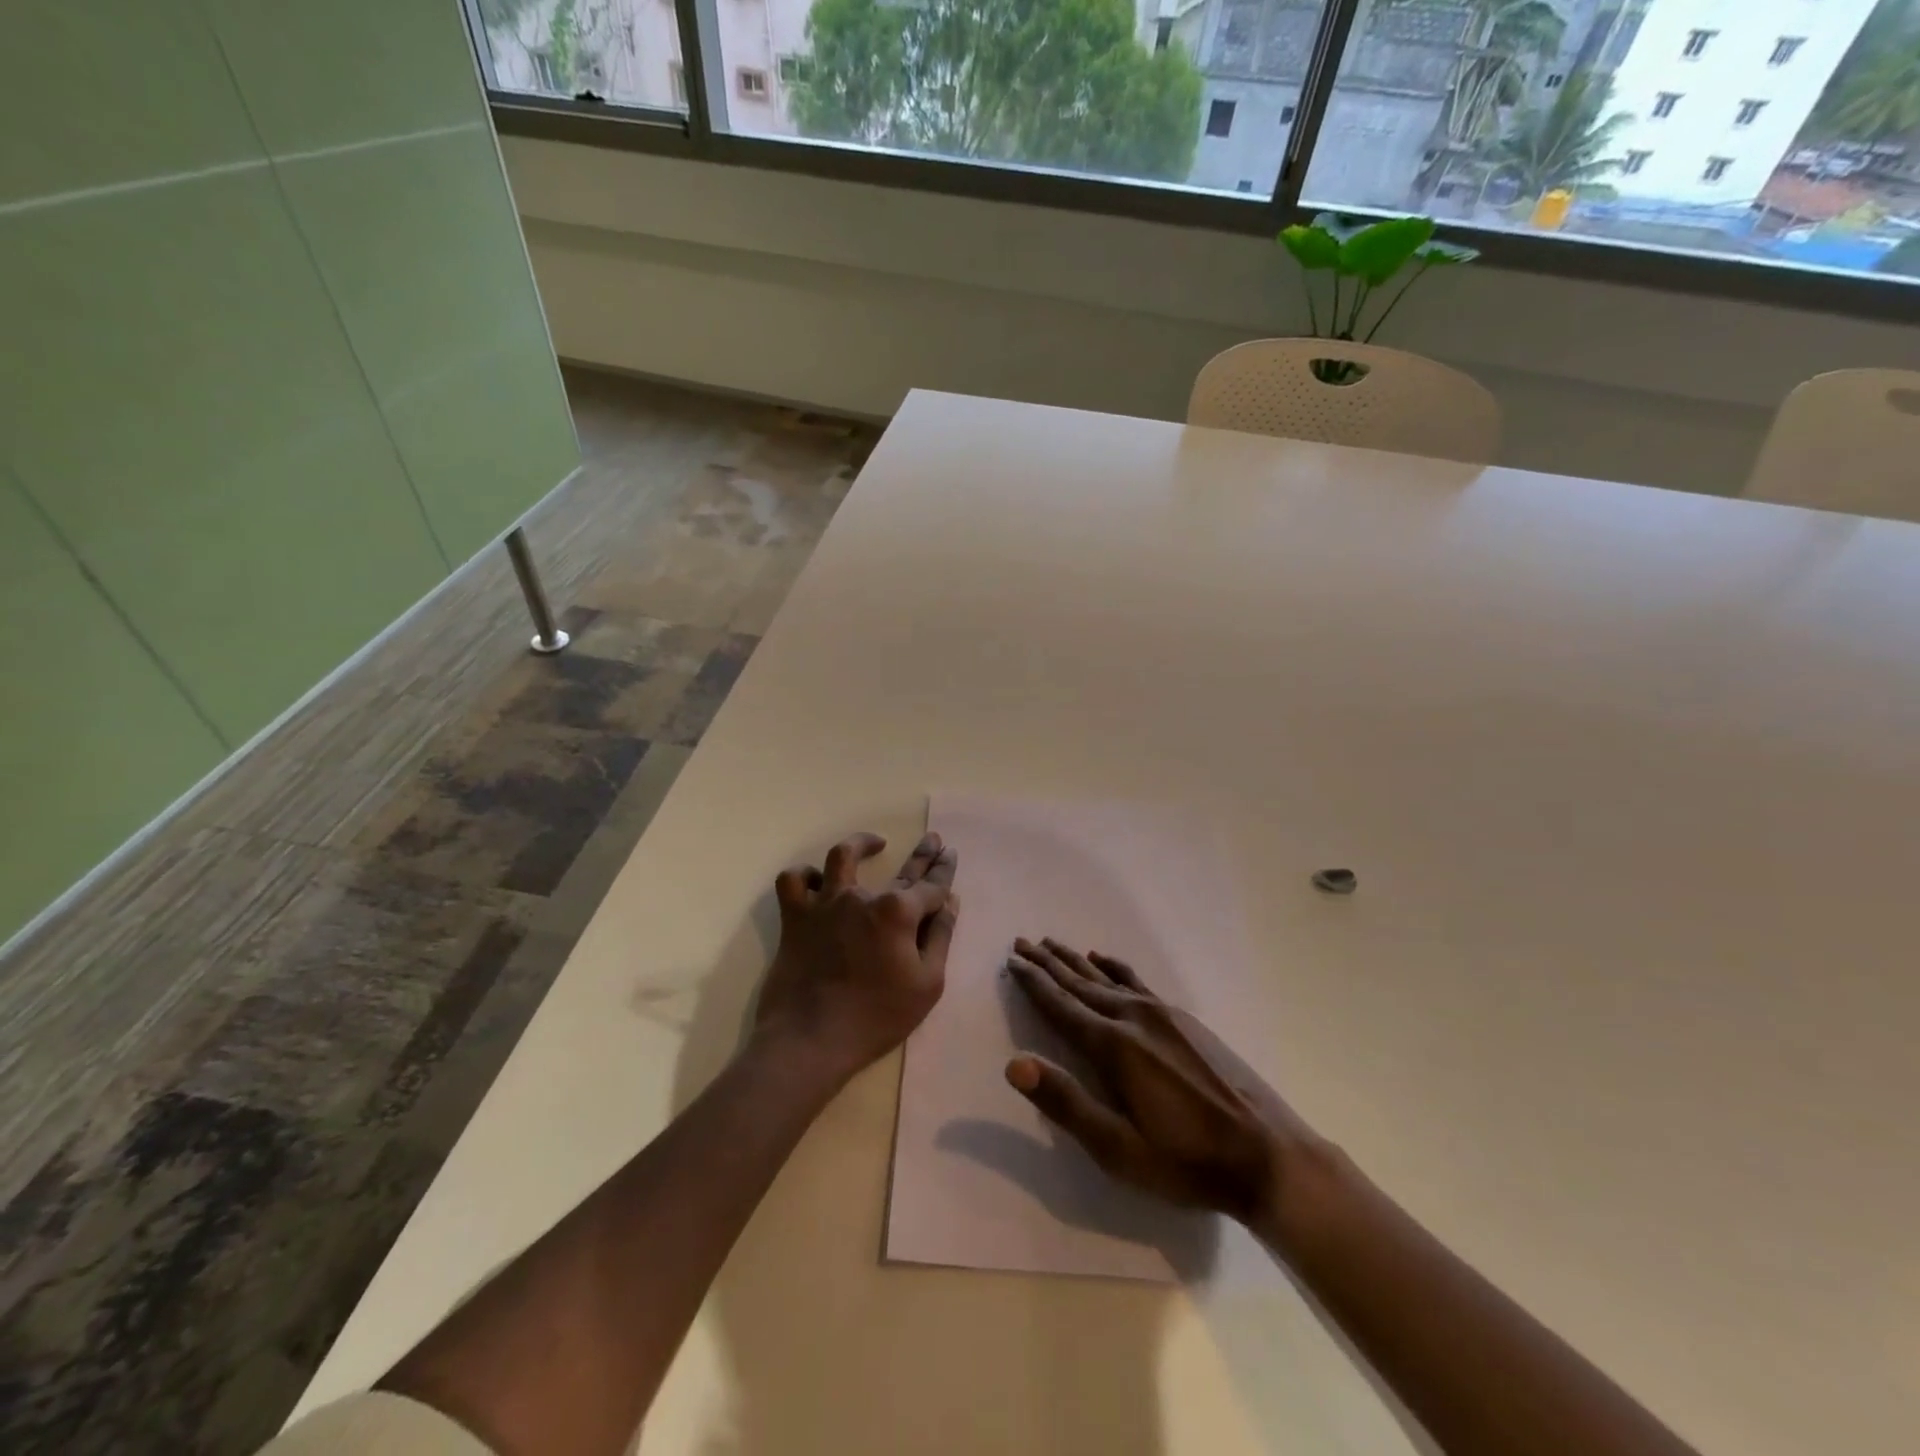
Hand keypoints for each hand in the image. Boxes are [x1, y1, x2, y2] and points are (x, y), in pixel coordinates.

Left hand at [753, 832, 958, 1083]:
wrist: (811, 1040)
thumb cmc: (877, 1016)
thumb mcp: (927, 984)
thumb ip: (939, 937)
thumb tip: (950, 902)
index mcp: (898, 912)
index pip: (931, 886)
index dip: (943, 871)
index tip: (949, 854)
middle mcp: (862, 897)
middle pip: (899, 869)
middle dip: (921, 854)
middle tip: (932, 839)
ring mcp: (826, 904)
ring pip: (840, 857)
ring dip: (859, 845)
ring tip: (873, 843)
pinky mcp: (796, 918)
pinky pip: (794, 882)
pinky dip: (805, 876)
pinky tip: (817, 879)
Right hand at [1004, 938, 1315, 1227]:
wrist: (1266, 1153)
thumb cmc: (1185, 1161)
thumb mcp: (1118, 1149)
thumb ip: (1065, 1102)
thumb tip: (1014, 1062)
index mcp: (1112, 1047)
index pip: (1061, 1006)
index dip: (1033, 983)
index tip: (1012, 960)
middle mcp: (1133, 1018)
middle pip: (1080, 983)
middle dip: (1048, 963)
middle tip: (1022, 941)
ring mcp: (1162, 1014)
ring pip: (1107, 978)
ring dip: (1076, 960)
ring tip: (1053, 943)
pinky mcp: (1184, 1019)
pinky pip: (1136, 981)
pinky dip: (1114, 967)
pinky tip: (1105, 960)